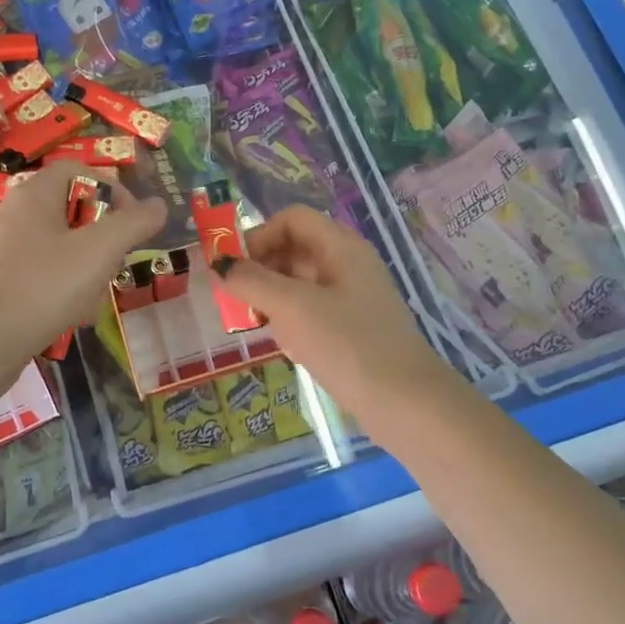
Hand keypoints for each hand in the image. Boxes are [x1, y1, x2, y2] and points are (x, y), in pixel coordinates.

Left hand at [0, 162, 166, 362]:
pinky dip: (66, 291)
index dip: (111, 188)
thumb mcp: (100, 250)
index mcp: (34, 194)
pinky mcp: (2, 287)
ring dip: (88, 268)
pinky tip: (77, 317)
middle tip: (118, 260)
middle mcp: (16, 216)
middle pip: (72, 211)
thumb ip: (134, 223)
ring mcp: (6, 253)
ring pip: (61, 249)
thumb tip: (159, 205)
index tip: (132, 221)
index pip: (78, 170)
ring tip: (99, 293)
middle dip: (103, 236)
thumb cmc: (42, 285)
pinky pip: (44, 278)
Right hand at [214, 204, 448, 419]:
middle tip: (237, 299)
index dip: (259, 236)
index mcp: (342, 247)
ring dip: (272, 297)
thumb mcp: (292, 308)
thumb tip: (219, 265)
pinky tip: (284, 345)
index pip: (292, 219)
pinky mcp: (352, 329)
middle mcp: (349, 265)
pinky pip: (312, 311)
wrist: (405, 404)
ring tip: (256, 324)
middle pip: (295, 248)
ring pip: (300, 283)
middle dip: (261, 268)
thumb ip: (251, 281)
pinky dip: (291, 320)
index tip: (236, 269)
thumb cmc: (348, 345)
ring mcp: (353, 298)